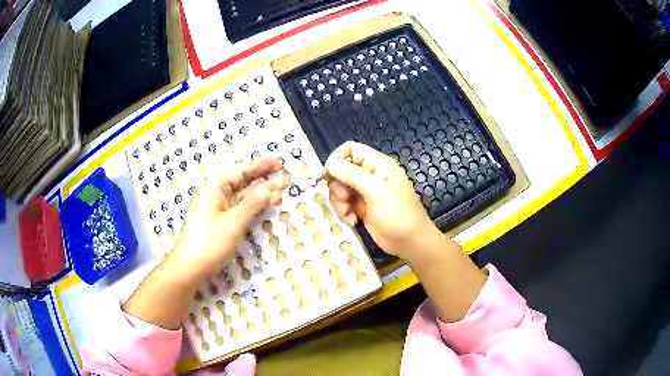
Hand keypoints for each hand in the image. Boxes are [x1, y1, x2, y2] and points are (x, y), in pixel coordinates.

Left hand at [171, 157, 289, 277]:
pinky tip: (269, 204)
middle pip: (244, 183)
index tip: (279, 163)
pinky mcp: (222, 221)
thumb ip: (252, 204)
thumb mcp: (233, 222)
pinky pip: (241, 209)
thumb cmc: (209, 241)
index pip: (242, 171)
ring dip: (263, 194)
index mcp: (215, 188)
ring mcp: (219, 208)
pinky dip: (255, 207)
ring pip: (244, 197)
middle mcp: (217, 194)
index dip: (261, 166)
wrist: (190, 266)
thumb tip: (269, 188)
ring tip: (283, 191)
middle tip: (286, 178)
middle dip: (265, 180)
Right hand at [325, 141, 436, 257]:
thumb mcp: (377, 192)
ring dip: (339, 202)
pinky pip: (343, 203)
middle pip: (341, 170)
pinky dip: (344, 212)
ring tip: (348, 213)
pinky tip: (352, 221)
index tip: (330, 175)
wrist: (409, 242)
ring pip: (339, 188)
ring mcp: (365, 191)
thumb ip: (353, 175)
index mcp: (377, 164)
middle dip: (338, 186)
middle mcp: (370, 174)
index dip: (337, 159)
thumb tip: (330, 163)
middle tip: (345, 200)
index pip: (351, 149)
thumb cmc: (398, 214)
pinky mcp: (361, 207)